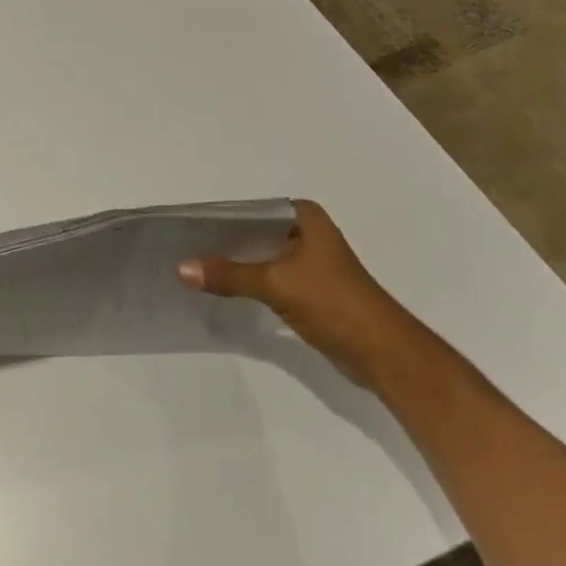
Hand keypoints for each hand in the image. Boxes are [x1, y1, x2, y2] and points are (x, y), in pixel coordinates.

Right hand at [177, 199, 418, 386]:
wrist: (385, 355)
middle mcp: (306, 231)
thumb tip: (180, 268)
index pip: (248, 210)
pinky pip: (268, 276)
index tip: (184, 228)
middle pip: (252, 232)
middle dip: (222, 242)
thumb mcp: (277, 284)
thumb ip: (229, 275)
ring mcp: (309, 260)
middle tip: (182, 248)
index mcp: (304, 216)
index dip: (217, 219)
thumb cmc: (335, 304)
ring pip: (259, 255)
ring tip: (195, 267)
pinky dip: (248, 281)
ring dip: (234, 264)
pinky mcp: (309, 287)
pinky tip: (222, 288)